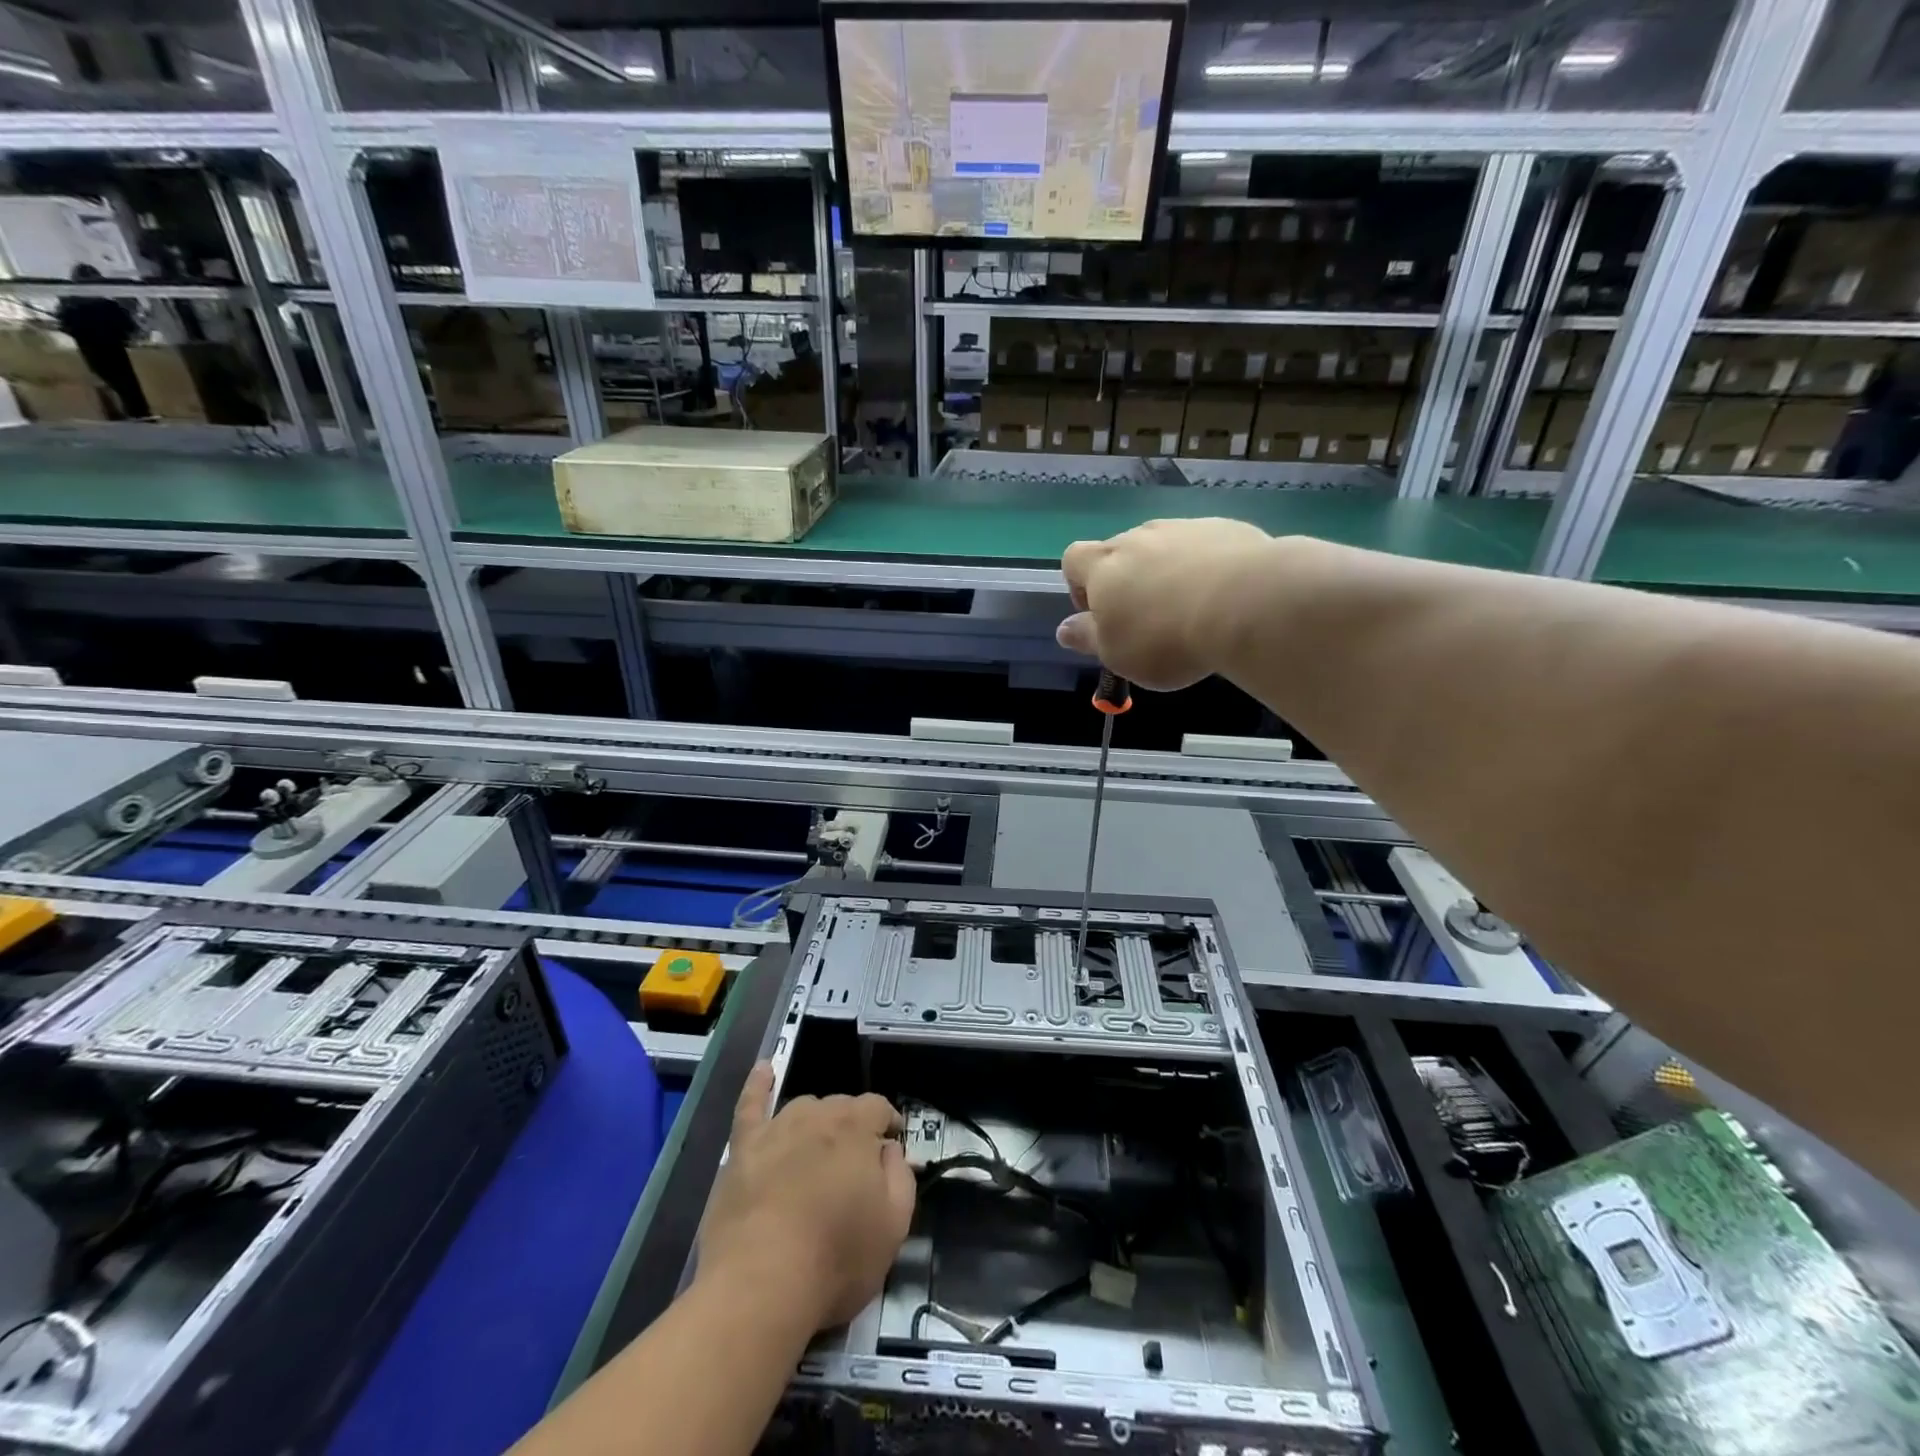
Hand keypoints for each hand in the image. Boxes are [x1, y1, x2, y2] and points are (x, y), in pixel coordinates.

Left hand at [697, 1064, 914, 1329]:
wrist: (760, 1286)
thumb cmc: (835, 1260)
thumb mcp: (894, 1225)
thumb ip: (900, 1176)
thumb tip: (889, 1150)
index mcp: (856, 1128)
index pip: (878, 1107)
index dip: (888, 1124)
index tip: (892, 1146)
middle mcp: (817, 1116)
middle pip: (841, 1107)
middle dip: (852, 1128)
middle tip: (854, 1167)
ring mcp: (776, 1129)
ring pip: (803, 1108)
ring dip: (816, 1121)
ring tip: (819, 1152)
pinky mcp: (742, 1150)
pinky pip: (751, 1106)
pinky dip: (758, 1085)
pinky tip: (763, 1070)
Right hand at [1057, 519, 1277, 689]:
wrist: (1247, 604)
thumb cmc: (1165, 637)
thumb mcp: (1116, 653)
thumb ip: (1087, 638)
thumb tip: (1063, 629)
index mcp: (1103, 566)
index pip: (1072, 559)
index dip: (1078, 586)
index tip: (1099, 616)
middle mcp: (1139, 537)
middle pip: (1120, 551)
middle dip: (1127, 581)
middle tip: (1148, 620)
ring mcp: (1184, 528)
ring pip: (1163, 547)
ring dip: (1166, 572)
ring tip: (1189, 609)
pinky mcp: (1226, 529)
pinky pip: (1204, 547)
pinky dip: (1205, 568)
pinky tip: (1223, 597)